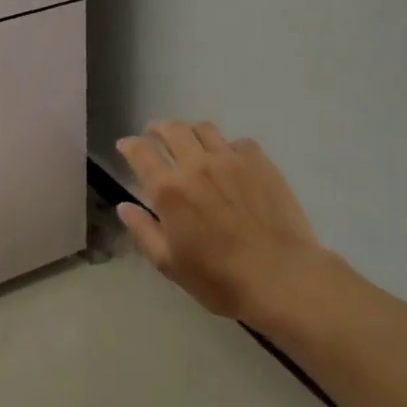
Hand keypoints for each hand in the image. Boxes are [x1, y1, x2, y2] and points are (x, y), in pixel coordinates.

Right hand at [116, 121, 337, 327]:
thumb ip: (143, 231)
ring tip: (189, 140)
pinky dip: (226, 146)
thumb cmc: (220, 278)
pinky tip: (229, 160)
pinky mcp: (260, 163)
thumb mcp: (169, 263)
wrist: (282, 277)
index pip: (141, 152)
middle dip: (158, 128)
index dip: (129, 145)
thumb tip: (124, 206)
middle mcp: (196, 165)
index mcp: (169, 189)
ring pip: (204, 129)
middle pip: (172, 130)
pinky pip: (238, 142)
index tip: (125, 145)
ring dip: (190, 130)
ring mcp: (231, 160)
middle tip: (155, 134)